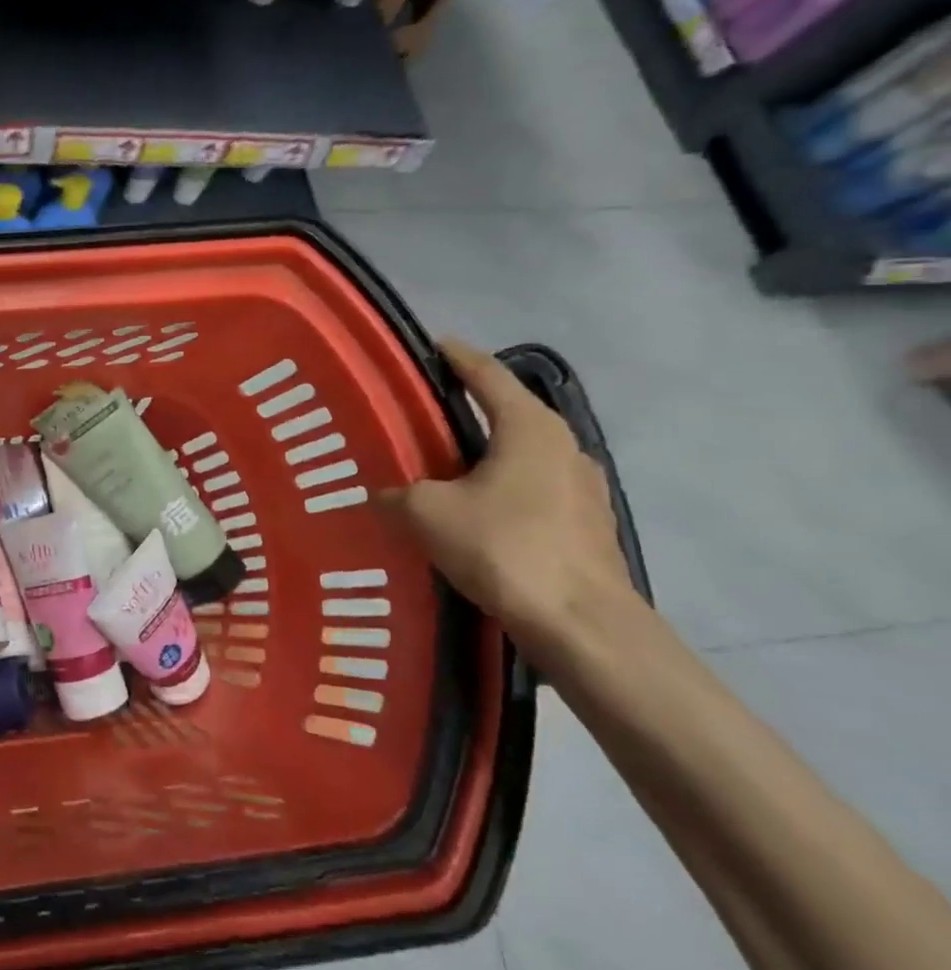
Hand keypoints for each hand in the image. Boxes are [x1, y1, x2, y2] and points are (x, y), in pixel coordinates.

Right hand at [378, 340, 638, 666]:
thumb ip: (398, 494)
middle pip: (510, 412)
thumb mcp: (427, 512)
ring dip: (487, 452)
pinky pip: (533, 489)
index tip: (434, 345)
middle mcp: (564, 446)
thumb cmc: (504, 547)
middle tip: (426, 410)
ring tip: (446, 464)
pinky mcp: (587, 525)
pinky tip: (476, 510)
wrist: (582, 624)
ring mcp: (583, 488)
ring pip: (523, 454)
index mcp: (530, 428)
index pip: (488, 375)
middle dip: (471, 407)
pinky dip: (502, 487)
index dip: (458, 357)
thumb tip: (383, 496)